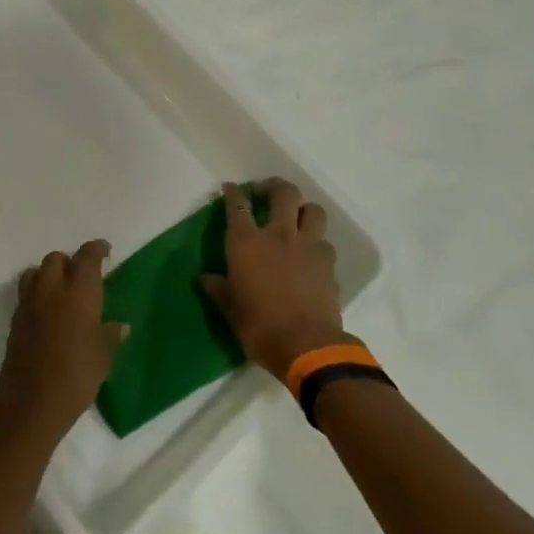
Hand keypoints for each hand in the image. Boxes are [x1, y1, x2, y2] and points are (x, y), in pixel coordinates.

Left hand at [0, 240, 128, 442]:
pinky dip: (37, 293)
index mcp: (79, 293)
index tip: (105, 250)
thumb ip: (110, 335)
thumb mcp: (103, 357)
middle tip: (82, 276)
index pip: (87, 257)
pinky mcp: (15, 319)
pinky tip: (48, 312)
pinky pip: (26, 294)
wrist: (31, 401)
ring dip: (48, 274)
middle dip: (69, 262)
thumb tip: (121, 325)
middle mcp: (51, 289)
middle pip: (55, 259)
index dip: (96, 249)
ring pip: (36, 272)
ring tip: (61, 290)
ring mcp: (29, 303)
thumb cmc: (76, 376)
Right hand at [201, 179, 349, 378]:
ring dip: (303, 209)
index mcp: (247, 243)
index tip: (231, 188)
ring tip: (295, 219)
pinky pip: (324, 242)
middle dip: (274, 187)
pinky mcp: (329, 263)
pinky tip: (310, 255)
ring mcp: (309, 246)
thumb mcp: (230, 309)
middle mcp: (279, 235)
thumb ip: (218, 288)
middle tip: (266, 194)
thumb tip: (204, 278)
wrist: (307, 346)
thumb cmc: (259, 326)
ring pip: (313, 210)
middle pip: (284, 193)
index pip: (238, 206)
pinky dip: (316, 243)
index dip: (234, 193)